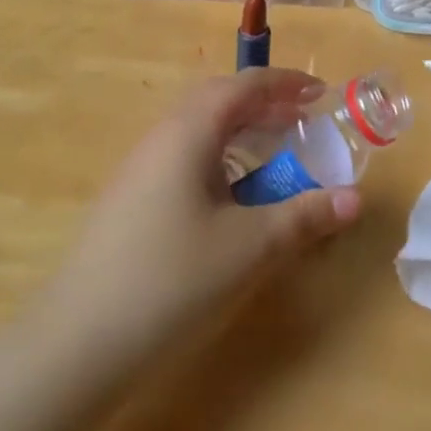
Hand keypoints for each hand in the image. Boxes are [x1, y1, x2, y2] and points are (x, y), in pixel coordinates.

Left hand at [38, 69, 361, 360]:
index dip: (287, 83)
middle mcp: (161, 137)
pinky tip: (231, 199)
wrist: (74, 347)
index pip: (245, 85)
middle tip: (301, 122)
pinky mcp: (130, 200)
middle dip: (264, 104)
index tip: (322, 93)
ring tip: (273, 157)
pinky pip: (184, 158)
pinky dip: (219, 160)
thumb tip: (356, 199)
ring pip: (199, 130)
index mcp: (190, 131)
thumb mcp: (250, 248)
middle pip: (219, 100)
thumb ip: (305, 217)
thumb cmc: (171, 281)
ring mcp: (139, 169)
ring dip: (240, 133)